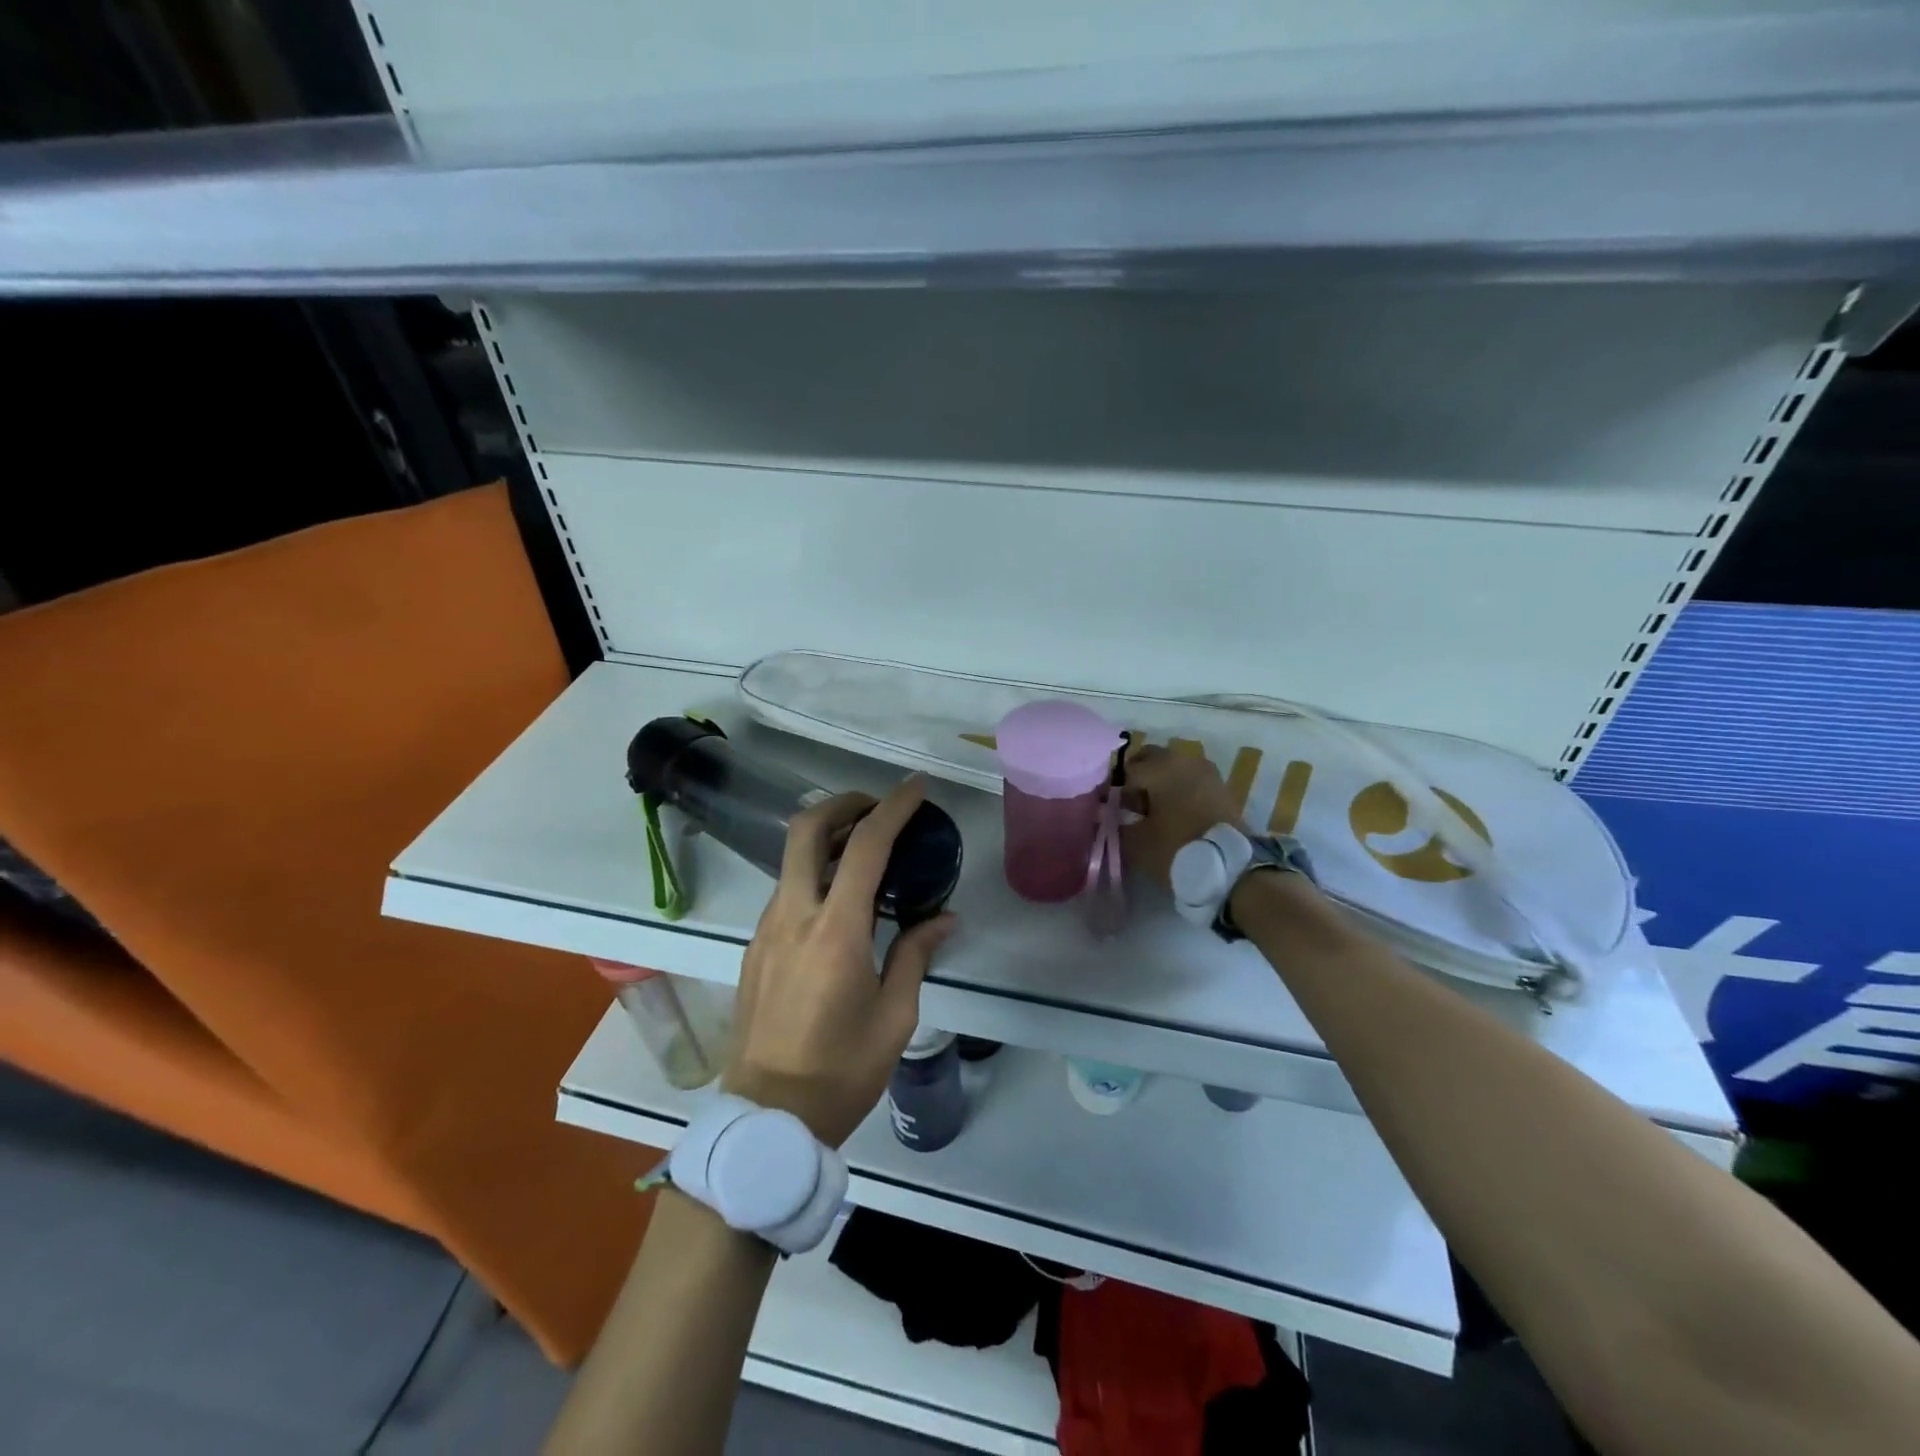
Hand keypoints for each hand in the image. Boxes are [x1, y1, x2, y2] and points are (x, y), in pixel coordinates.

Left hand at [723, 775, 955, 1146]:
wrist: (767, 1118)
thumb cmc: (841, 1071)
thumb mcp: (895, 1017)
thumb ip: (916, 955)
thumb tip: (943, 918)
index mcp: (835, 932)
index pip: (865, 847)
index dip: (892, 808)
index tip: (916, 788)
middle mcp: (793, 917)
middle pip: (806, 830)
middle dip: (842, 803)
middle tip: (876, 807)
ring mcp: (766, 929)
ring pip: (791, 859)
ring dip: (827, 837)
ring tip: (866, 850)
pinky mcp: (755, 946)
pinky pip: (786, 889)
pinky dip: (815, 872)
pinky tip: (840, 899)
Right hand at [1120, 744, 1247, 892]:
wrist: (1232, 869)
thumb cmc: (1177, 848)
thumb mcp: (1136, 842)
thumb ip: (1114, 825)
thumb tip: (1104, 816)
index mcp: (1161, 766)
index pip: (1125, 772)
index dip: (1111, 790)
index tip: (1106, 809)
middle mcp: (1184, 760)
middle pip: (1150, 760)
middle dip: (1136, 779)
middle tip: (1128, 807)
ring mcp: (1207, 772)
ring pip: (1172, 769)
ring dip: (1158, 784)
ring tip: (1151, 814)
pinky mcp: (1221, 788)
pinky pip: (1190, 781)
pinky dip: (1178, 792)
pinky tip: (1172, 816)